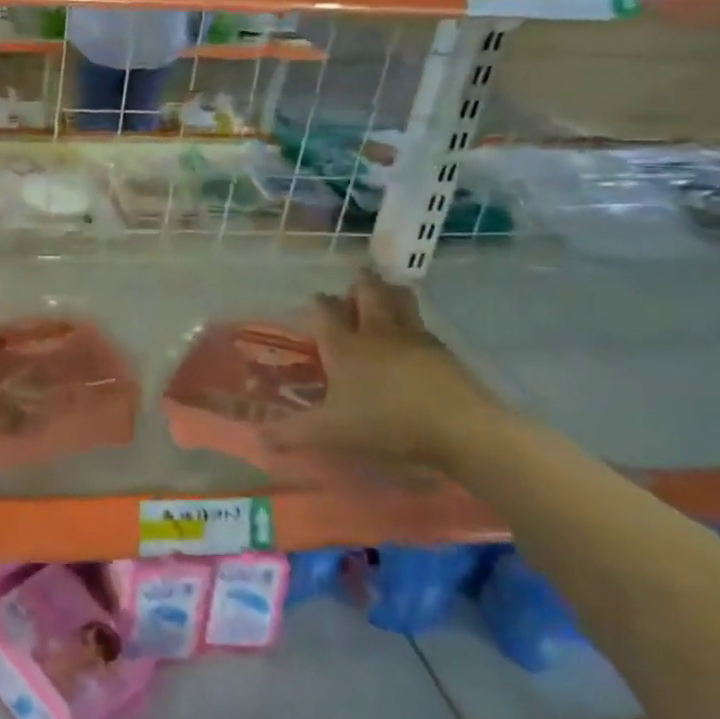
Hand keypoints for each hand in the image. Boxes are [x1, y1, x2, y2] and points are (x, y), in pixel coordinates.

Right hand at [261, 269, 503, 470]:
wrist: (460, 429)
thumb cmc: (385, 424)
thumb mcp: (330, 432)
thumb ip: (292, 432)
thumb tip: (259, 436)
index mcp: (344, 345)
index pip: (324, 311)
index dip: (317, 304)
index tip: (314, 302)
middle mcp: (375, 332)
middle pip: (367, 293)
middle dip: (359, 284)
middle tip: (355, 282)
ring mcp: (413, 337)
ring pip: (399, 300)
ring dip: (390, 292)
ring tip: (386, 292)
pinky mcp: (443, 351)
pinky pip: (422, 325)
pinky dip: (413, 322)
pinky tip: (414, 336)